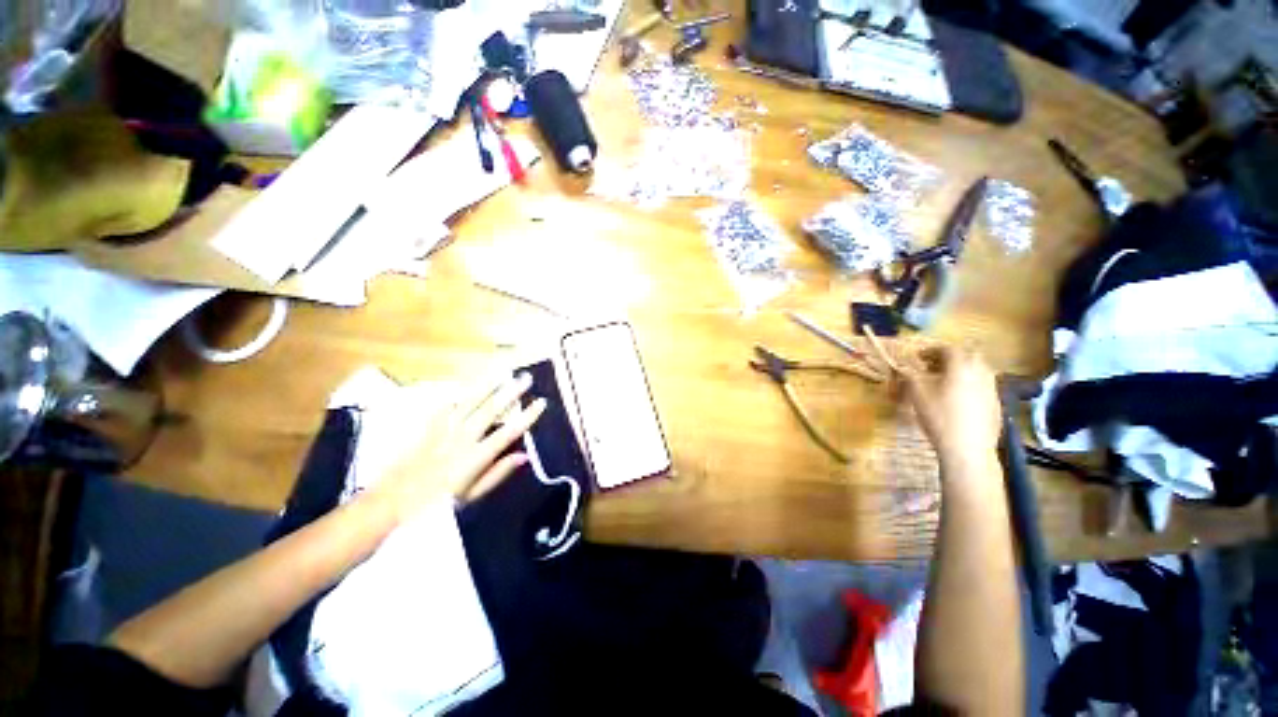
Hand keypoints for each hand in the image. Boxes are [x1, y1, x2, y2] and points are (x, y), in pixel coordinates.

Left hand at [367, 372, 546, 526]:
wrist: (390, 503)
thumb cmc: (435, 505)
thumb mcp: (471, 496)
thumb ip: (498, 473)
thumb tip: (524, 455)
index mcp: (474, 458)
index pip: (507, 432)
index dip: (527, 416)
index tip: (541, 402)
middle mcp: (461, 438)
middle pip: (490, 410)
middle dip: (511, 392)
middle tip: (526, 378)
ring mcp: (443, 430)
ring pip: (469, 401)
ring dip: (488, 385)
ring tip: (502, 371)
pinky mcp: (428, 427)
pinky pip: (447, 406)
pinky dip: (460, 395)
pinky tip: (469, 386)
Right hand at [903, 346, 1001, 467]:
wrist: (968, 448)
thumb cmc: (940, 417)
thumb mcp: (917, 394)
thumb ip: (909, 376)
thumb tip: (904, 369)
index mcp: (961, 366)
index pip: (948, 349)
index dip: (931, 350)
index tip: (918, 357)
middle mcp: (980, 372)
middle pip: (969, 355)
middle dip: (951, 357)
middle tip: (934, 366)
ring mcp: (992, 388)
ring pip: (979, 370)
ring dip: (962, 370)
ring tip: (946, 382)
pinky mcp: (996, 404)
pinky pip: (983, 386)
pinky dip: (970, 385)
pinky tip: (958, 400)